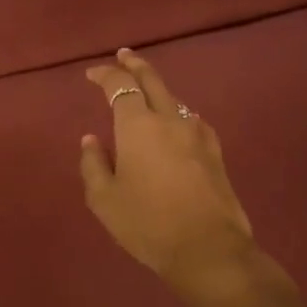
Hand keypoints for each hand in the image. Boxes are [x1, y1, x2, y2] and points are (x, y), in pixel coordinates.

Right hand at [81, 48, 284, 304]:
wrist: (208, 250)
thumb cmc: (147, 223)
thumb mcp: (104, 199)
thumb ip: (92, 164)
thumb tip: (91, 140)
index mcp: (137, 125)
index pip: (119, 86)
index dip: (104, 75)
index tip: (91, 74)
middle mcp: (169, 120)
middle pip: (152, 80)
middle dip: (135, 64)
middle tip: (123, 56)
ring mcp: (197, 134)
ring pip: (174, 99)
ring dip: (157, 89)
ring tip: (146, 91)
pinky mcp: (215, 152)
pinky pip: (191, 120)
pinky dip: (177, 112)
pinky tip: (175, 124)